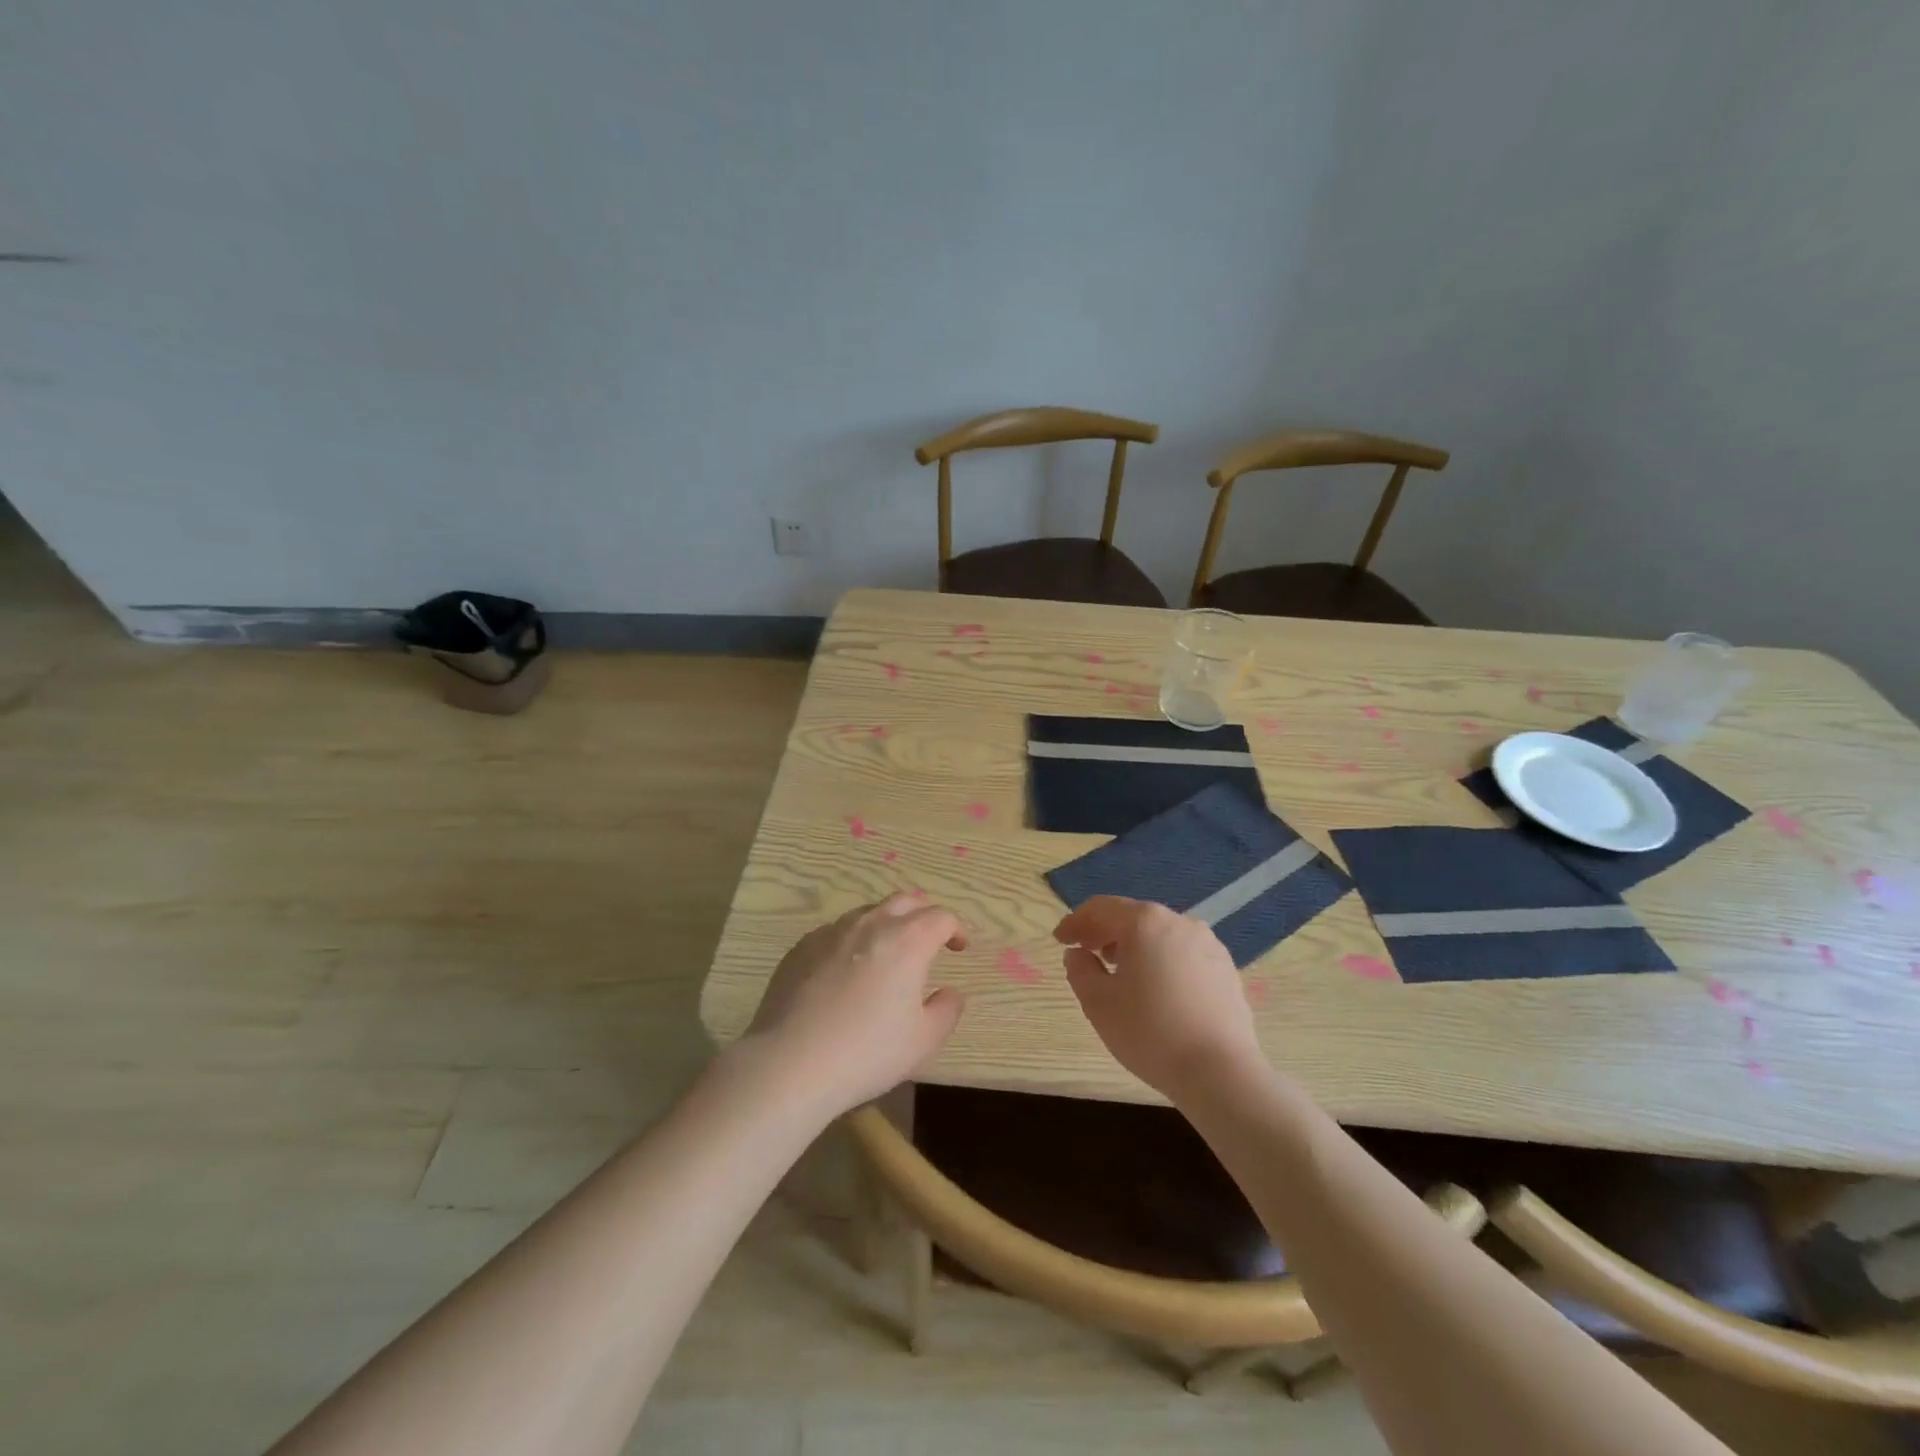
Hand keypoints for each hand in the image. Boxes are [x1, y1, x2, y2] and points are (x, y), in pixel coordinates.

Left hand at [744, 893, 967, 1115]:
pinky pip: (836, 932)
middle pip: (905, 901)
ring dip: (886, 924)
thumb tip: (950, 992)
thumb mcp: (923, 1041)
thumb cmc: (867, 1052)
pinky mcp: (802, 946)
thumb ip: (947, 1010)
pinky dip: (852, 941)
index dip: (955, 929)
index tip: (958, 948)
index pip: (940, 917)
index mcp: (907, 940)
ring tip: (887, 954)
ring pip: (868, 912)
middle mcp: (871, 924)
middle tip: (928, 940)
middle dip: (923, 915)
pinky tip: (846, 971)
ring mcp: (832, 931)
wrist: (790, 1062)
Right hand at [1053, 896, 1261, 1100]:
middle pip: (1132, 917)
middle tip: (1085, 953)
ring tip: (1119, 971)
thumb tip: (1078, 954)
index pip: (1101, 908)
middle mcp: (1179, 921)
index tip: (1059, 940)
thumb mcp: (1098, 1002)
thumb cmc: (1150, 1032)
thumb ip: (1080, 969)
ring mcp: (1208, 943)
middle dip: (1104, 932)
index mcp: (1145, 922)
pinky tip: (1155, 988)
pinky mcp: (1225, 968)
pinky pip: (1182, 953)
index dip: (1075, 922)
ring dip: (1134, 946)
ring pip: (1160, 934)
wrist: (1220, 1072)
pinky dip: (1161, 960)